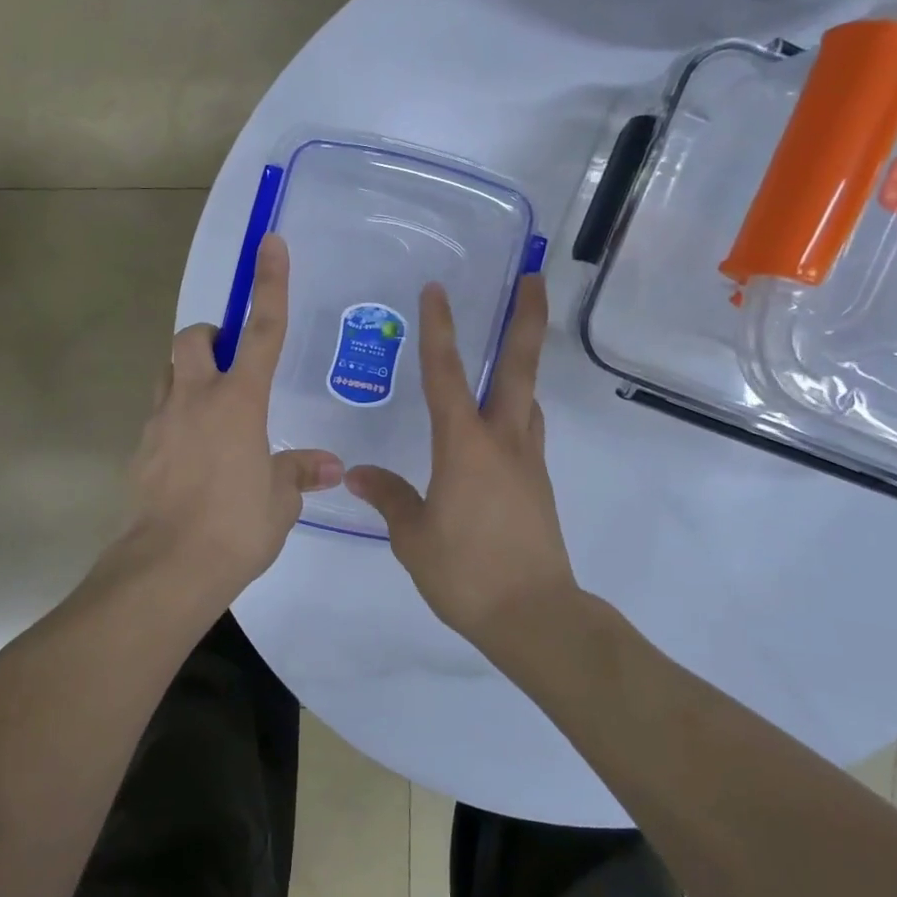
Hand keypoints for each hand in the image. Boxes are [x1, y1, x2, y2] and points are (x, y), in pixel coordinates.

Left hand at [119, 234, 342, 604]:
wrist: (166, 569)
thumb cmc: (235, 528)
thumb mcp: (279, 501)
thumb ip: (299, 473)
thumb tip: (330, 466)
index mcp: (238, 401)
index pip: (261, 330)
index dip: (270, 284)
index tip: (270, 243)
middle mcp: (195, 398)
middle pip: (193, 338)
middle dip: (211, 338)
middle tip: (231, 368)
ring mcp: (161, 422)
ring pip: (169, 372)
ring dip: (190, 376)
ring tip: (214, 414)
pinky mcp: (140, 449)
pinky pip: (159, 415)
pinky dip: (176, 419)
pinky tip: (192, 458)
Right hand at [345, 275, 578, 648]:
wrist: (535, 616)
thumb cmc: (466, 572)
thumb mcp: (413, 537)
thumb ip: (389, 497)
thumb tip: (358, 474)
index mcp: (463, 446)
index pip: (446, 375)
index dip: (438, 329)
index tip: (436, 290)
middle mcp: (502, 441)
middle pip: (517, 368)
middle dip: (525, 320)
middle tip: (533, 280)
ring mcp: (527, 461)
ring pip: (527, 397)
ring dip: (524, 364)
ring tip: (511, 347)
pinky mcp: (538, 483)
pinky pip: (527, 430)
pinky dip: (517, 409)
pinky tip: (501, 421)